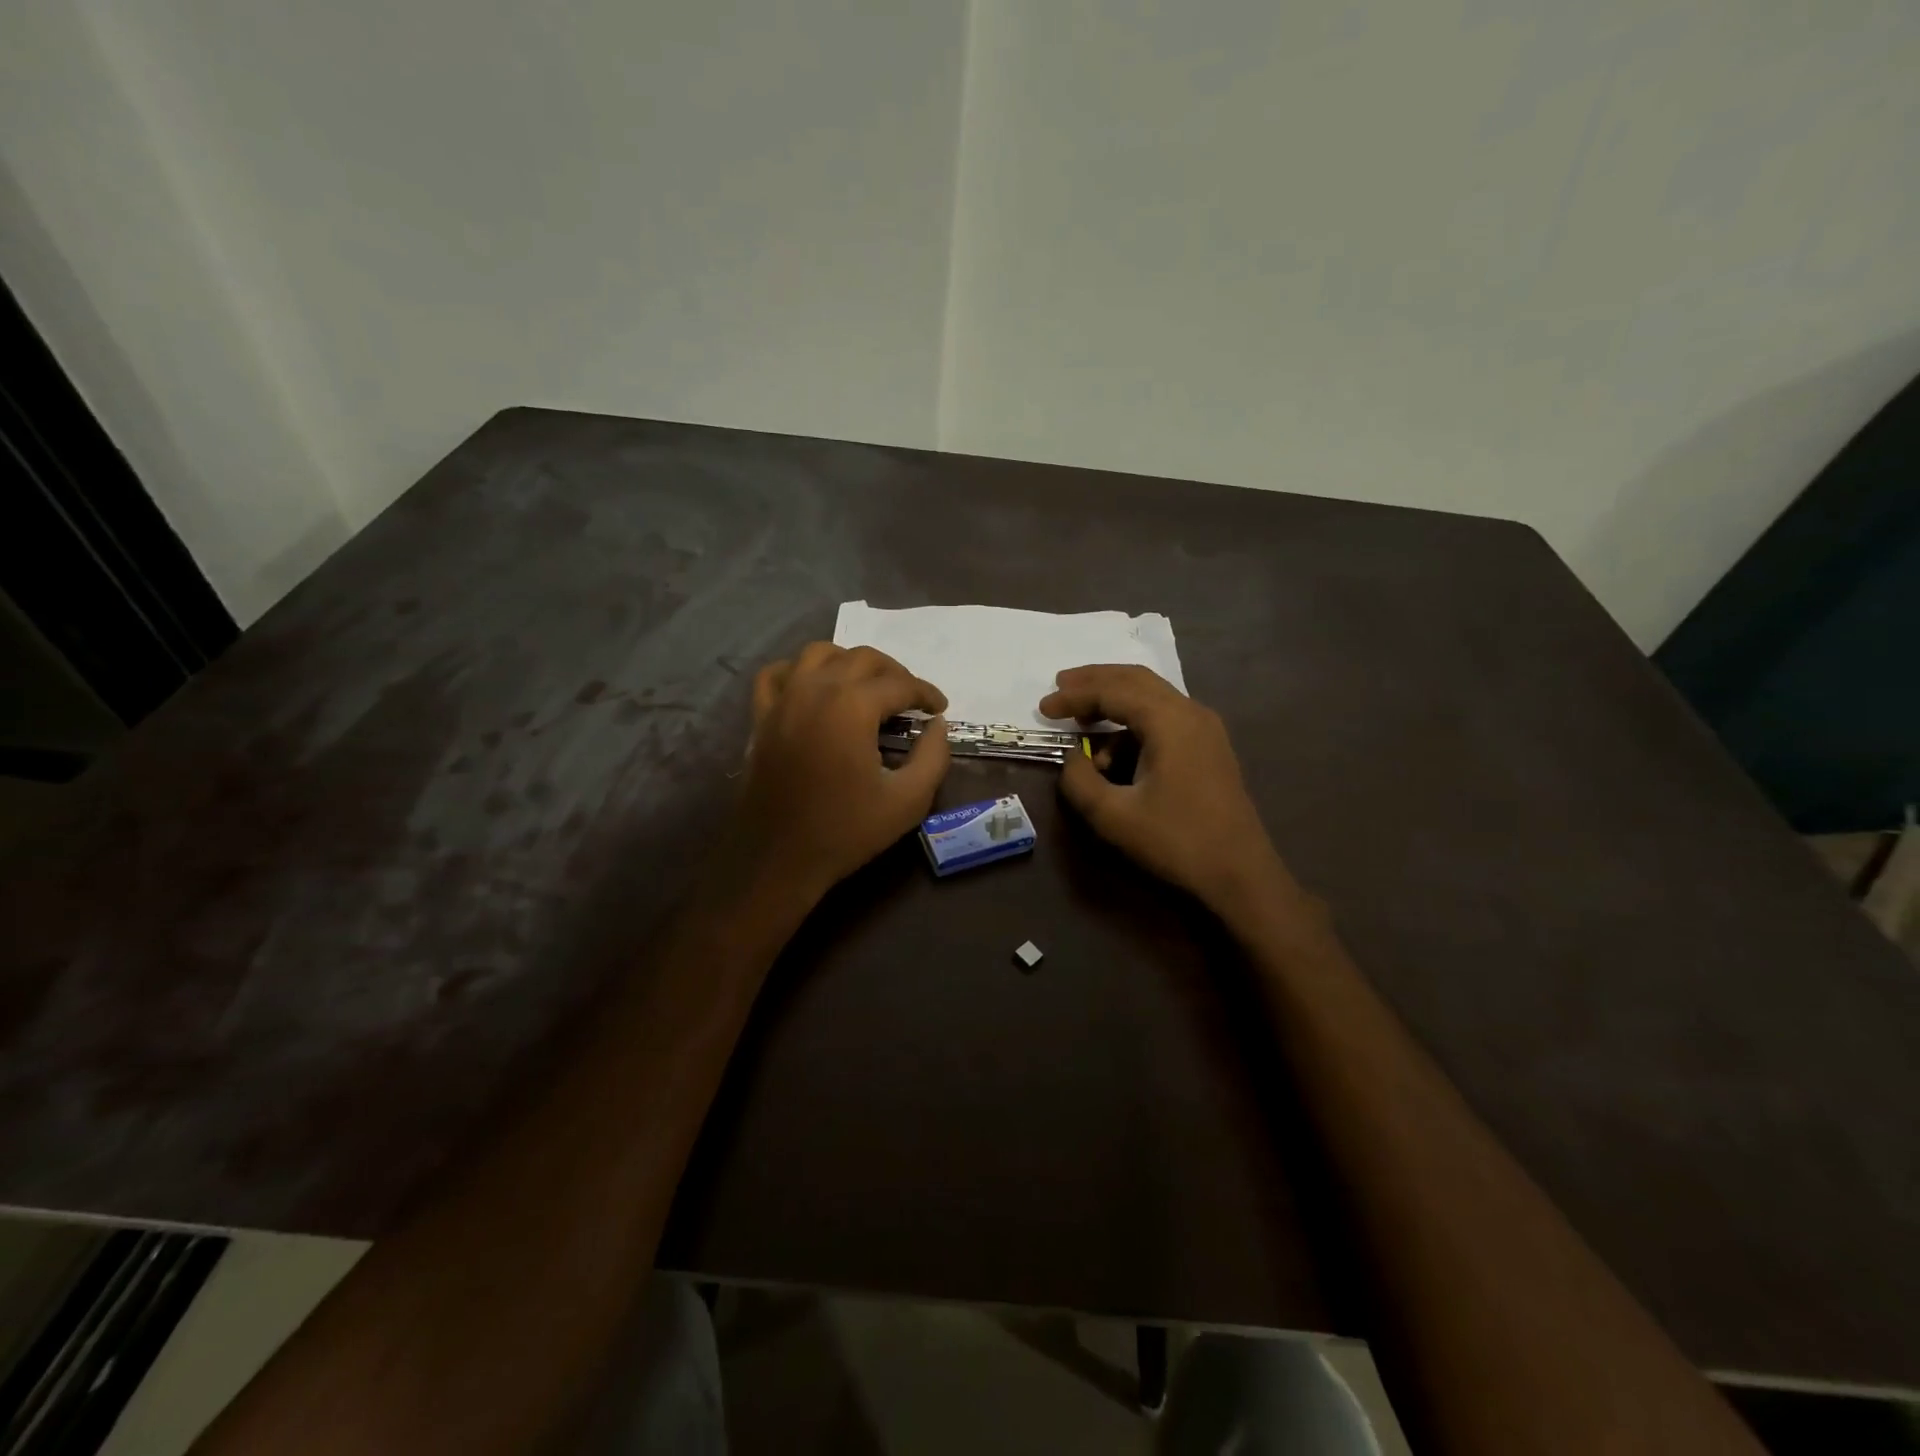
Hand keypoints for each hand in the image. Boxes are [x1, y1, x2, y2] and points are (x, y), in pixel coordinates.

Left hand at [734, 642, 949, 898]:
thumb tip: (938, 727)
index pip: (899, 683)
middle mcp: (815, 690)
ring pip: (819, 653)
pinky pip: (777, 674)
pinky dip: (799, 671)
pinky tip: (813, 689)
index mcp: (852, 707)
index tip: (940, 709)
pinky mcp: (761, 717)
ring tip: (867, 687)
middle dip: (894, 673)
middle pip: (862, 658)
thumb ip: (933, 757)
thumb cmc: (846, 831)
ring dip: (849, 662)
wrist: (779, 858)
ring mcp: (783, 700)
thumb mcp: (908, 801)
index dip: (926, 693)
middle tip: (911, 699)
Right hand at [1040, 665, 1297, 915]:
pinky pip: (1164, 717)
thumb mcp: (1113, 815)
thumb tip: (1074, 758)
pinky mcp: (1209, 748)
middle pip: (1135, 680)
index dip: (1074, 696)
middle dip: (1095, 681)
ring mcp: (1205, 729)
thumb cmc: (1176, 842)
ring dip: (1114, 701)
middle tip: (1060, 686)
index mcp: (1170, 721)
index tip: (1043, 708)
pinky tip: (1115, 752)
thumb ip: (1080, 780)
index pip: (1113, 692)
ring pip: (1152, 696)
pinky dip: (1133, 722)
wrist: (1240, 875)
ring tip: (1081, 722)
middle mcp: (1191, 713)